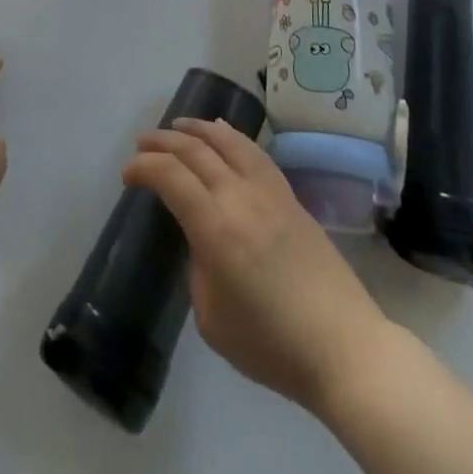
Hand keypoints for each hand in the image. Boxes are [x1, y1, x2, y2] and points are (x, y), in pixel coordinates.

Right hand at [123, 118, 388, 412]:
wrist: (344, 348)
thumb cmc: (271, 345)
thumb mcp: (212, 318)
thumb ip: (198, 269)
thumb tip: (202, 243)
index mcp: (215, 228)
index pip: (170, 177)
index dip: (143, 168)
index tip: (128, 175)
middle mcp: (240, 197)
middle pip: (195, 150)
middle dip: (163, 141)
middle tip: (142, 143)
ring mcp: (269, 192)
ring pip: (227, 141)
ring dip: (196, 129)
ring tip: (177, 125)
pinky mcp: (290, 196)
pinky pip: (254, 152)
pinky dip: (231, 136)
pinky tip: (222, 133)